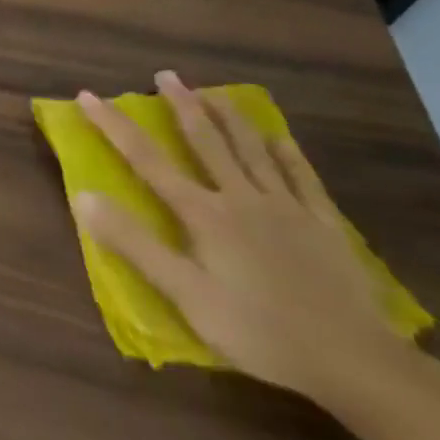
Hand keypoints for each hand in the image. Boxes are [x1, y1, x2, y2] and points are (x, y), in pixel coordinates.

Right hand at [75, 73, 405, 402]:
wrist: (357, 364)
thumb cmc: (259, 332)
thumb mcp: (185, 295)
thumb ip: (133, 243)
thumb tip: (82, 196)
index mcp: (203, 214)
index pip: (146, 159)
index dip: (114, 125)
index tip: (88, 95)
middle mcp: (241, 199)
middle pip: (206, 142)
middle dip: (182, 106)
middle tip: (167, 75)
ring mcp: (287, 210)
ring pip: (253, 151)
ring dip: (230, 117)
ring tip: (215, 92)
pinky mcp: (325, 227)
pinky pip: (303, 179)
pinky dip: (288, 154)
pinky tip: (279, 138)